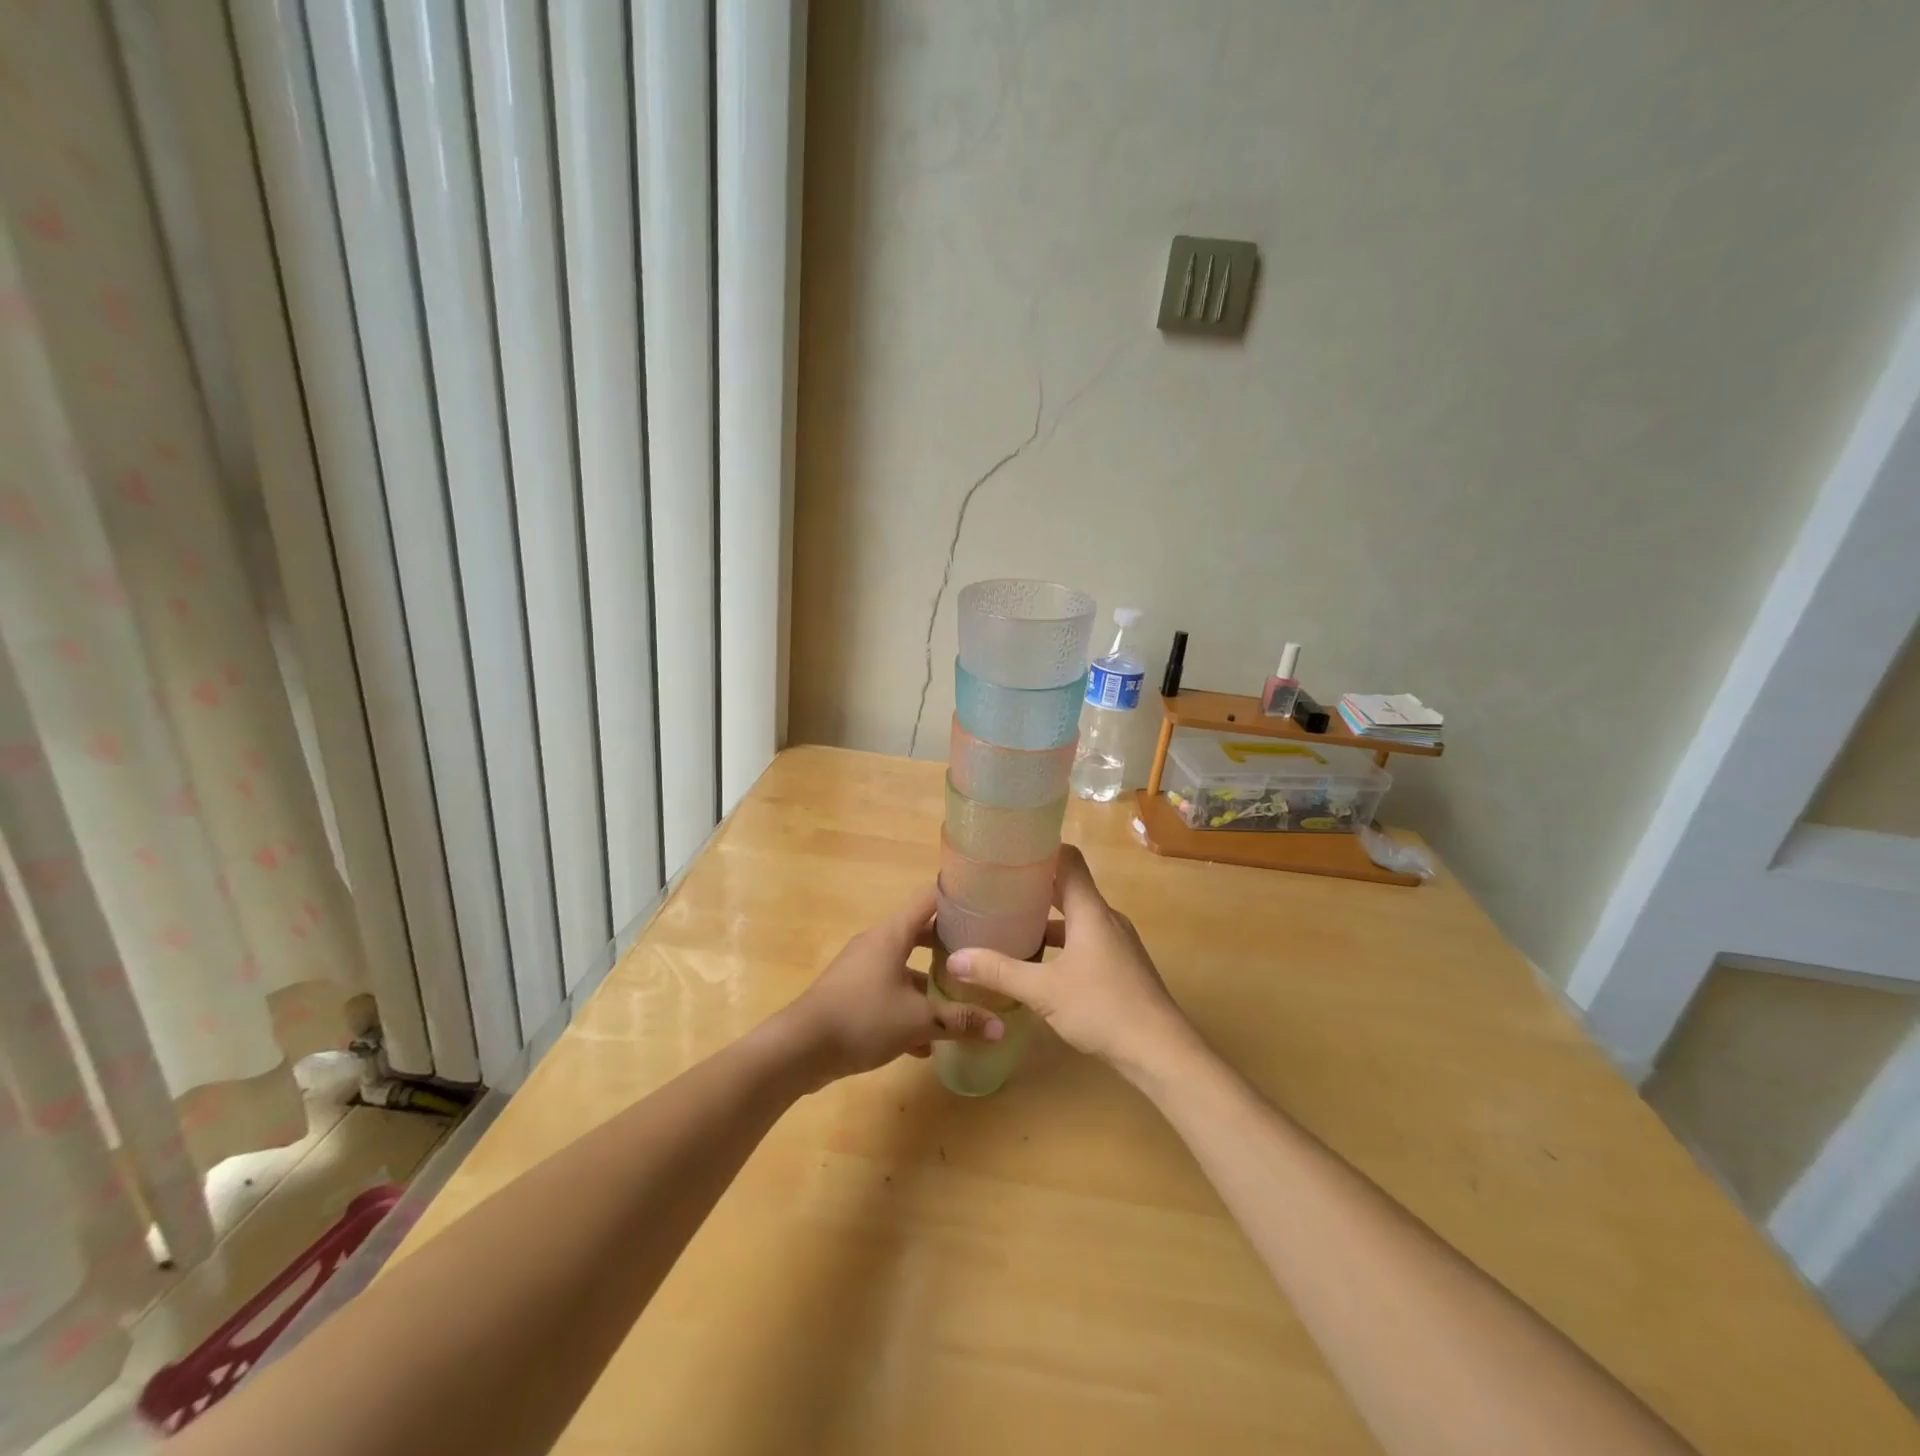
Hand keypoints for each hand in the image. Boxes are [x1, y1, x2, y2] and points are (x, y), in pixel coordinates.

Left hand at [776, 885, 1005, 1084]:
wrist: (799, 1049)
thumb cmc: (862, 1018)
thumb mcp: (917, 1021)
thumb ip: (960, 1021)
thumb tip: (1001, 1028)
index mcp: (892, 934)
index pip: (928, 899)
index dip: (956, 897)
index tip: (985, 904)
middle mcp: (876, 944)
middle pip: (919, 933)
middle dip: (949, 946)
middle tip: (981, 956)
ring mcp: (861, 969)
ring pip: (904, 967)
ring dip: (929, 984)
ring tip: (961, 1001)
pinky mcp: (851, 995)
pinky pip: (888, 993)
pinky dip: (908, 1008)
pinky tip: (926, 1043)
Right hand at [945, 845, 1194, 1078]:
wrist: (1161, 1053)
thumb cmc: (1103, 1008)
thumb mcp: (1043, 991)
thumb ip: (999, 972)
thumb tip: (955, 958)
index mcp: (1091, 911)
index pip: (1069, 860)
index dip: (1041, 849)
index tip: (1010, 850)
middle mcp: (1106, 918)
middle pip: (1070, 887)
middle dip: (1035, 885)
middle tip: (997, 886)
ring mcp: (1117, 943)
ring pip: (1077, 917)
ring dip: (1047, 917)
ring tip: (1010, 923)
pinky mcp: (1121, 966)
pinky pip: (1085, 939)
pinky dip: (1061, 942)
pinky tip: (1038, 962)